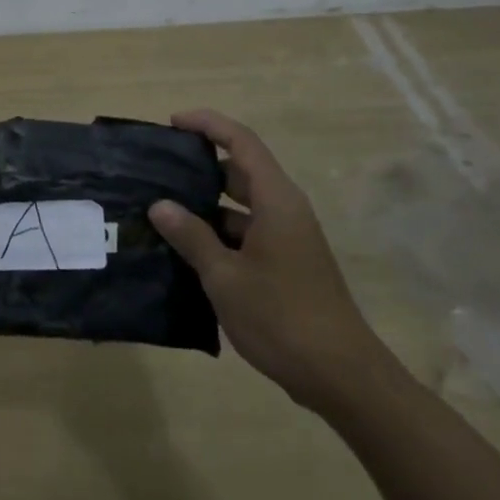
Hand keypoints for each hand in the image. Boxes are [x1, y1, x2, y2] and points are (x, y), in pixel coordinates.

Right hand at [149, 108, 386, 413]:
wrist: (341, 376)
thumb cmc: (281, 317)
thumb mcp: (225, 276)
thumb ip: (191, 236)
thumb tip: (160, 205)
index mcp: (276, 200)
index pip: (241, 142)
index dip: (208, 124)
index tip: (172, 123)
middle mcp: (285, 210)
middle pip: (241, 170)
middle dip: (200, 165)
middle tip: (158, 170)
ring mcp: (288, 238)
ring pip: (242, 205)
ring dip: (206, 204)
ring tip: (162, 209)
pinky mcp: (286, 263)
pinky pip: (247, 232)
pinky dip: (218, 232)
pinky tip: (186, 249)